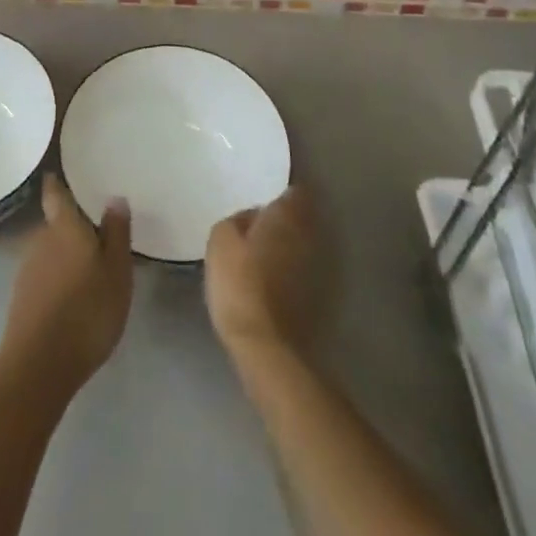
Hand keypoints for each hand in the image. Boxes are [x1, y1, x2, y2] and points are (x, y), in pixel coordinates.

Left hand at [0, 174, 132, 392]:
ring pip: (49, 251)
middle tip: (96, 234)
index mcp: (64, 227)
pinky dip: (57, 279)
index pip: (55, 194)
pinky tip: (73, 297)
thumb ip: (116, 233)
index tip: (59, 174)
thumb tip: (114, 197)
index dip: (56, 183)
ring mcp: (27, 269)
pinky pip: (44, 276)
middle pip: (55, 224)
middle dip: (72, 227)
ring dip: (65, 255)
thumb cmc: (87, 311)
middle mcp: (40, 239)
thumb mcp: (117, 272)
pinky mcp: (22, 298)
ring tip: (89, 269)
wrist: (39, 365)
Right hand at [205, 185, 320, 357]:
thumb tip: (252, 217)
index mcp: (286, 216)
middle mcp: (307, 236)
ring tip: (260, 246)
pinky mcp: (314, 295)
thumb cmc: (239, 282)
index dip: (281, 191)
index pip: (294, 190)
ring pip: (300, 242)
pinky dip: (287, 266)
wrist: (264, 344)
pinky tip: (267, 273)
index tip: (264, 193)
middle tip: (258, 219)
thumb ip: (237, 219)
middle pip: (300, 216)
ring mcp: (315, 267)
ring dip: (285, 242)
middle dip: (283, 216)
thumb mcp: (221, 239)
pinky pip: (299, 267)